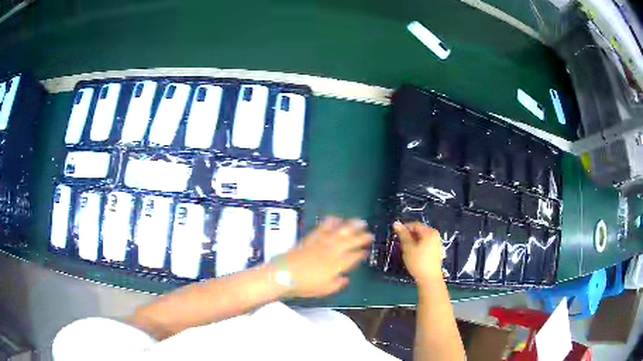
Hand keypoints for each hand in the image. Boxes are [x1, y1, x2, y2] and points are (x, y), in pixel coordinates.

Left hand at [283, 216, 371, 297]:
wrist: (283, 275)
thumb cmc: (304, 286)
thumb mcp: (324, 290)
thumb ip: (337, 284)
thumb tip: (345, 278)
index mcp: (337, 265)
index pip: (353, 257)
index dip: (361, 254)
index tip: (367, 251)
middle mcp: (332, 251)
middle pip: (350, 241)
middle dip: (361, 237)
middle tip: (370, 233)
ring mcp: (321, 242)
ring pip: (339, 231)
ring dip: (351, 226)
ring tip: (360, 221)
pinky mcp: (310, 238)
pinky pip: (322, 228)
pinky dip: (330, 222)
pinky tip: (336, 218)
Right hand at [393, 221, 443, 285]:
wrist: (429, 278)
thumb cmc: (418, 261)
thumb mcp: (408, 247)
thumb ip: (402, 234)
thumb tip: (396, 223)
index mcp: (430, 232)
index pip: (415, 225)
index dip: (404, 227)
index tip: (395, 233)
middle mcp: (435, 235)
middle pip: (419, 231)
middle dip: (408, 235)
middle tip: (399, 242)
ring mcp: (436, 243)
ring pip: (421, 238)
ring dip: (412, 241)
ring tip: (405, 249)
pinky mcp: (435, 251)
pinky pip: (425, 244)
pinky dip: (417, 246)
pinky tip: (412, 254)